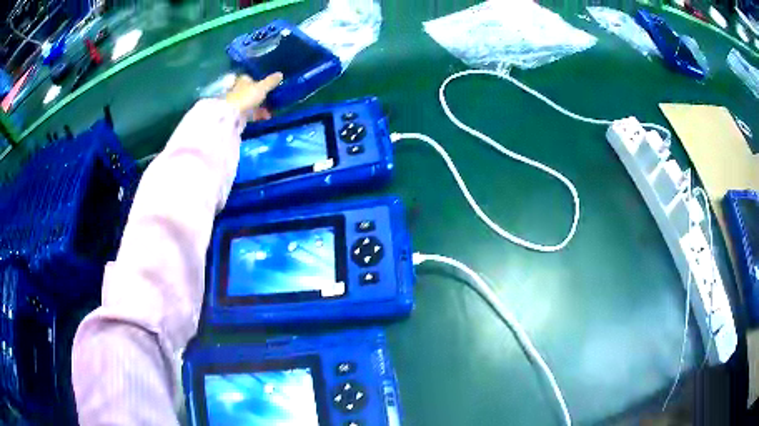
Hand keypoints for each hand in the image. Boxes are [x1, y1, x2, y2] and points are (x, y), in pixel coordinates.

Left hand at [225, 73, 283, 120]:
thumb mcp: (262, 87)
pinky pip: (249, 113)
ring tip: (270, 112)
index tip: (269, 86)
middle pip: (251, 91)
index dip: (259, 81)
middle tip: (272, 100)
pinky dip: (257, 114)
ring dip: (261, 107)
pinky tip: (265, 118)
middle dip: (261, 96)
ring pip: (251, 103)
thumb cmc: (247, 96)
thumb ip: (271, 81)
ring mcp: (237, 102)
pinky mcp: (237, 113)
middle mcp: (238, 89)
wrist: (232, 115)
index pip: (251, 78)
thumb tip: (280, 74)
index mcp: (243, 80)